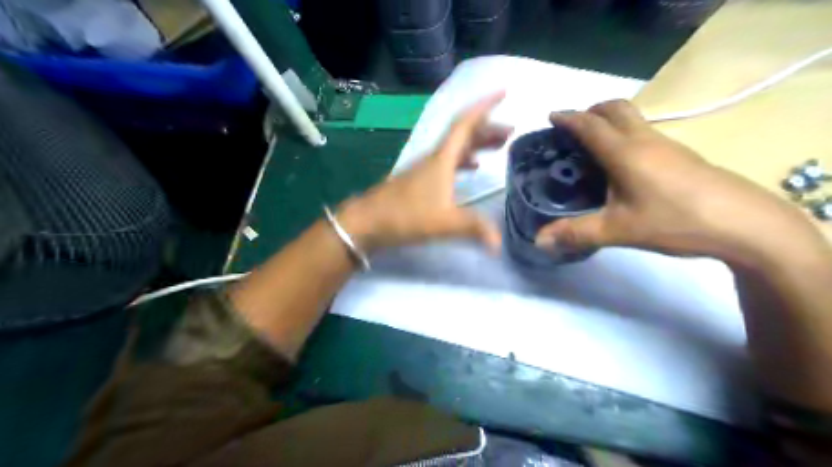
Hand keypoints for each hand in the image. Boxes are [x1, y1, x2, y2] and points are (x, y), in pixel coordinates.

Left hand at [334, 92, 509, 254]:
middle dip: (487, 128)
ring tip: (498, 147)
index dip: (485, 106)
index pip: (465, 124)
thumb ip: (473, 228)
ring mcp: (425, 169)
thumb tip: (499, 244)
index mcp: (441, 159)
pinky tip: (473, 168)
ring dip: (477, 144)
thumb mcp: (443, 222)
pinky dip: (464, 161)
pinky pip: (448, 163)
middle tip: (510, 131)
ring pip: (456, 149)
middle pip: (463, 135)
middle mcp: (434, 158)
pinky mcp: (420, 182)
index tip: (503, 92)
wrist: (366, 222)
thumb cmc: (404, 216)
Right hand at [537, 98, 820, 265]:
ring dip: (610, 121)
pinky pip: (645, 133)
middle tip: (573, 127)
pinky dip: (626, 135)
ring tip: (594, 145)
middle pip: (616, 108)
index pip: (590, 126)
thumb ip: (577, 233)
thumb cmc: (674, 220)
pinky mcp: (682, 155)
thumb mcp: (618, 231)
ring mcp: (668, 145)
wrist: (744, 223)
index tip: (552, 116)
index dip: (568, 118)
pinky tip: (624, 164)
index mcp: (625, 152)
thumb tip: (539, 241)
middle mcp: (645, 140)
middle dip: (591, 110)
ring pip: (634, 118)